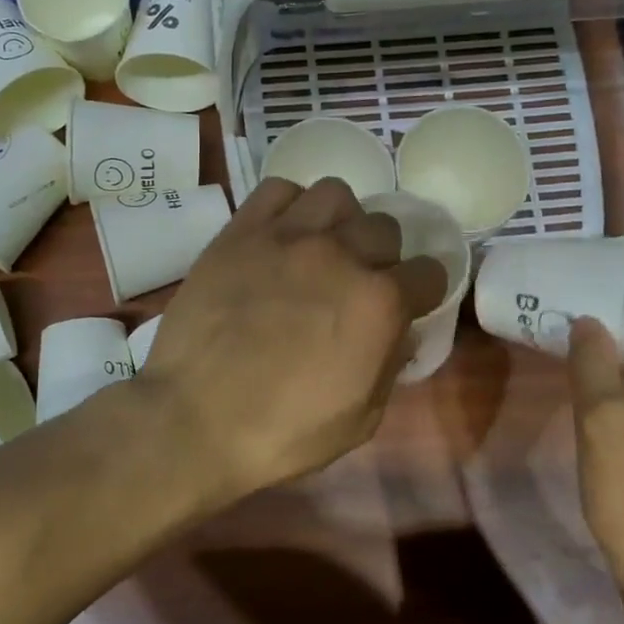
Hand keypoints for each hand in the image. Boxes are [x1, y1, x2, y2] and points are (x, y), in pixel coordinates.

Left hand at [135, 177, 447, 500]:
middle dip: (382, 255)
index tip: (410, 302)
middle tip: (357, 282)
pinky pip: (278, 190)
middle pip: (384, 227)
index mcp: (378, 303)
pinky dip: (289, 206)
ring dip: (340, 221)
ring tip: (322, 248)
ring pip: (336, 194)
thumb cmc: (282, 432)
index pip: (429, 272)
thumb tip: (399, 332)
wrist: (193, 419)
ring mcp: (287, 237)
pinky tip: (281, 235)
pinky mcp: (240, 232)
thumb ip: (389, 366)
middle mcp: (340, 256)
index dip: (424, 290)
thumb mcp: (360, 420)